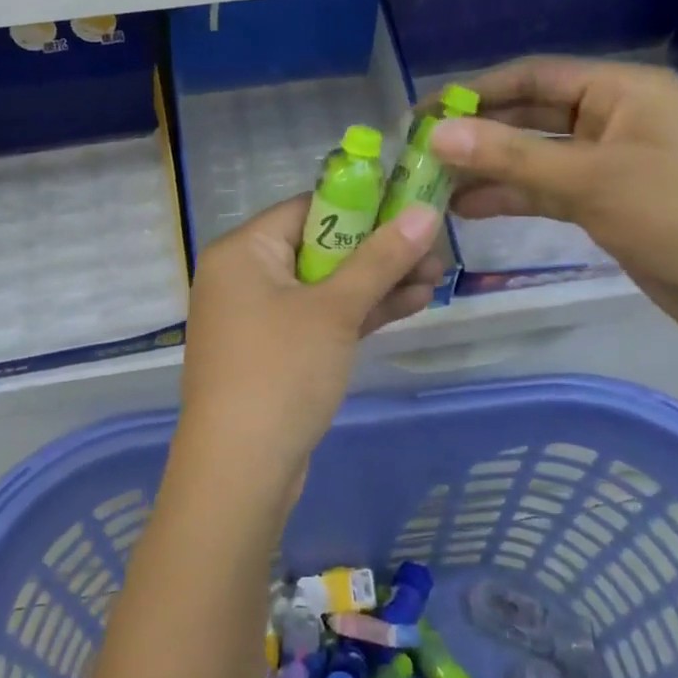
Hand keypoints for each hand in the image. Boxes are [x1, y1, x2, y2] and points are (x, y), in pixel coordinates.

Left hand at [175, 197, 442, 503]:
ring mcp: (258, 317)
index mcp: (243, 251)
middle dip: (379, 251)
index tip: (411, 208)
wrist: (239, 472)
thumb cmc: (281, 371)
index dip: (362, 205)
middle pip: (319, 247)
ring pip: (324, 286)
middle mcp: (243, 276)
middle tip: (434, 250)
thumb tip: (424, 211)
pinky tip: (411, 304)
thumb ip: (380, 259)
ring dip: (377, 283)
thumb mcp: (336, 310)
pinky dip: (357, 313)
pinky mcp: (274, 353)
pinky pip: (319, 319)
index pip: (307, 208)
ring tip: (437, 277)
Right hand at [431, 57, 677, 347]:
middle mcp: (614, 117)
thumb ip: (511, 156)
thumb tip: (436, 134)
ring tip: (433, 185)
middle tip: (420, 151)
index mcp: (622, 90)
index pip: (534, 77)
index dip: (476, 91)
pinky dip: (512, 195)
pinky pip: (549, 189)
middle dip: (478, 132)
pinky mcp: (608, 202)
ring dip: (489, 168)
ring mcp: (611, 162)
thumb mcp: (591, 181)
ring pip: (536, 156)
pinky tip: (469, 208)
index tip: (424, 112)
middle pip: (531, 114)